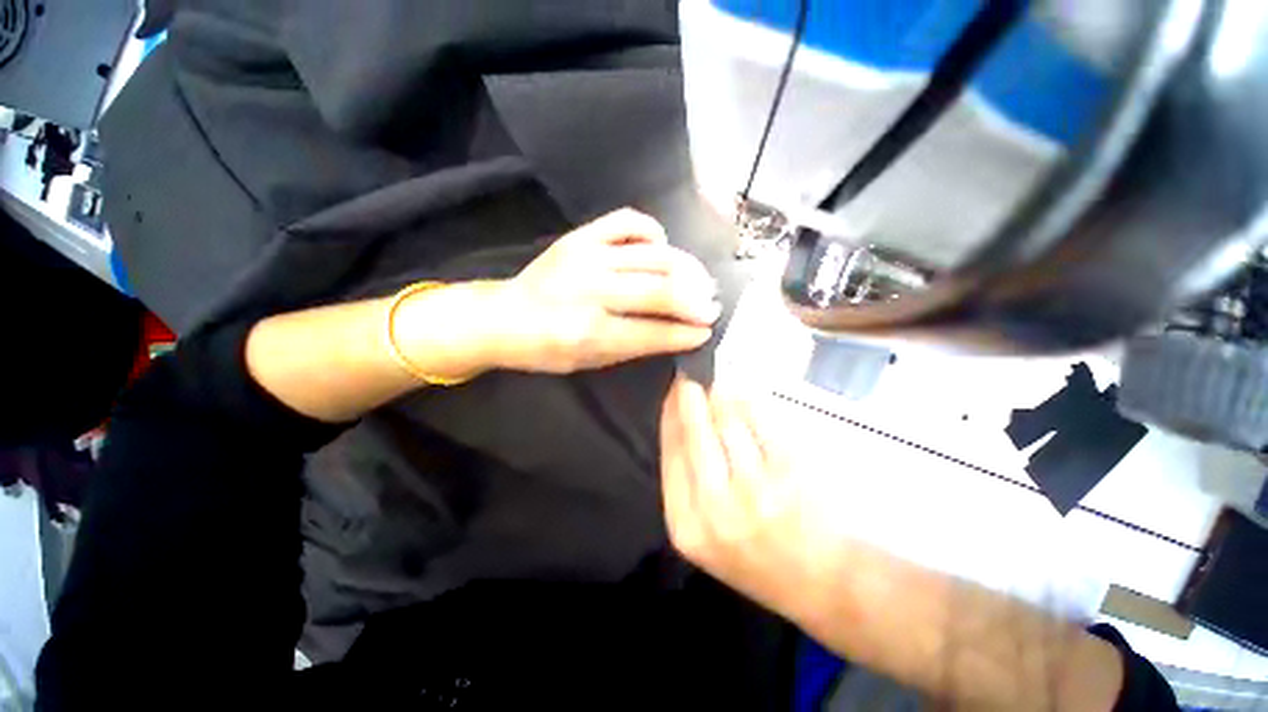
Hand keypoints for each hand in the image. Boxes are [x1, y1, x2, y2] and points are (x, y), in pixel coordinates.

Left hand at [486, 209, 719, 373]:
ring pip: (653, 256)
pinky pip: (627, 221)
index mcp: (588, 331)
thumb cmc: (547, 349)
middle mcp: (589, 290)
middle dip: (695, 300)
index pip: (651, 331)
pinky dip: (652, 232)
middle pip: (659, 290)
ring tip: (701, 280)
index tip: (708, 331)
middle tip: (713, 305)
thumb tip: (681, 333)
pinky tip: (662, 247)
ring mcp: (585, 256)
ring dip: (687, 269)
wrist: (504, 315)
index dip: (685, 333)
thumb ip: (636, 346)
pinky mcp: (580, 235)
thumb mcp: (590, 362)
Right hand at [659, 375, 823, 617]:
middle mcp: (716, 508)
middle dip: (691, 396)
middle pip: (696, 432)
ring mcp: (755, 491)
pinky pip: (761, 421)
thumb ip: (687, 479)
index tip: (673, 390)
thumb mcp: (705, 531)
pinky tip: (747, 396)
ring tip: (720, 385)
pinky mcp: (789, 473)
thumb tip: (679, 415)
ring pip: (728, 421)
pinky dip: (752, 402)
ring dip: (722, 395)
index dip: (671, 414)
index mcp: (686, 524)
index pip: (671, 451)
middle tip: (692, 375)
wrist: (821, 583)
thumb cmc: (757, 556)